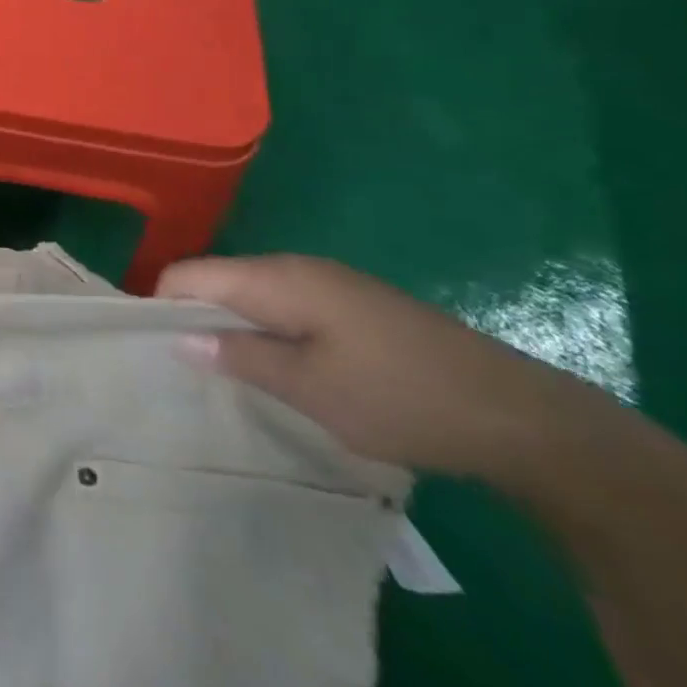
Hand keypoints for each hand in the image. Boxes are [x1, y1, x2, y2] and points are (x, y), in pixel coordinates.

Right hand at [157, 255, 608, 479]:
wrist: (526, 419)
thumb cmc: (403, 399)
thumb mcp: (310, 389)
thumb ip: (239, 356)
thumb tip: (177, 339)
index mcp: (278, 278)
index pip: (188, 274)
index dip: (164, 309)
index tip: (160, 355)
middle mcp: (297, 267)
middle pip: (217, 281)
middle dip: (196, 321)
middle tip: (193, 374)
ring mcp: (330, 284)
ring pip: (252, 295)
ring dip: (234, 330)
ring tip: (233, 378)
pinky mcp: (354, 306)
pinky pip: (286, 307)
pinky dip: (269, 333)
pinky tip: (285, 373)